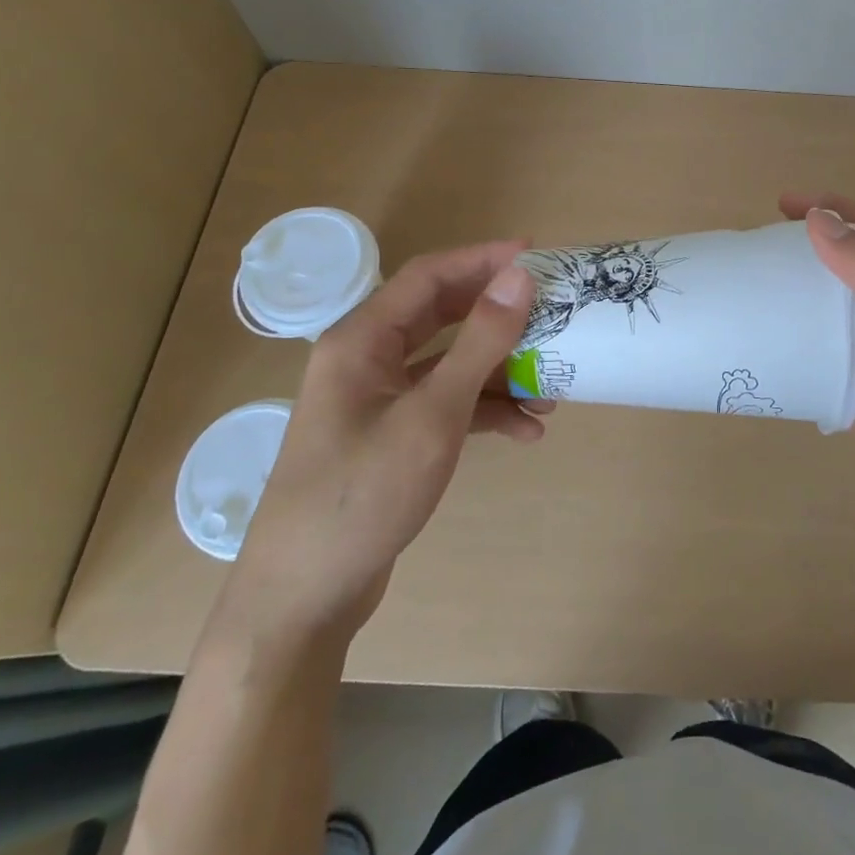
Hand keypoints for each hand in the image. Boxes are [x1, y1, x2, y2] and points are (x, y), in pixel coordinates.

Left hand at [225, 242, 542, 642]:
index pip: (429, 276)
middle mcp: (367, 359)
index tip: (536, 253)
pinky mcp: (391, 436)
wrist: (302, 601)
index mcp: (362, 339)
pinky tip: (526, 431)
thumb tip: (521, 275)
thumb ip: (480, 342)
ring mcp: (378, 400)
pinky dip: (485, 409)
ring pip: (449, 362)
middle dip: (498, 314)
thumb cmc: (363, 494)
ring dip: (499, 369)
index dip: (482, 259)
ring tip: (552, 385)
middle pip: (442, 315)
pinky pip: (445, 403)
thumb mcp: (433, 414)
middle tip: (550, 309)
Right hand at [780, 193, 854, 588]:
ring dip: (804, 293)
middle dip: (814, 246)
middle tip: (761, 246)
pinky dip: (803, 346)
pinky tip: (774, 354)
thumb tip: (820, 218)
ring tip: (758, 292)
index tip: (783, 205)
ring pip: (840, 313)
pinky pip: (830, 360)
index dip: (837, 208)